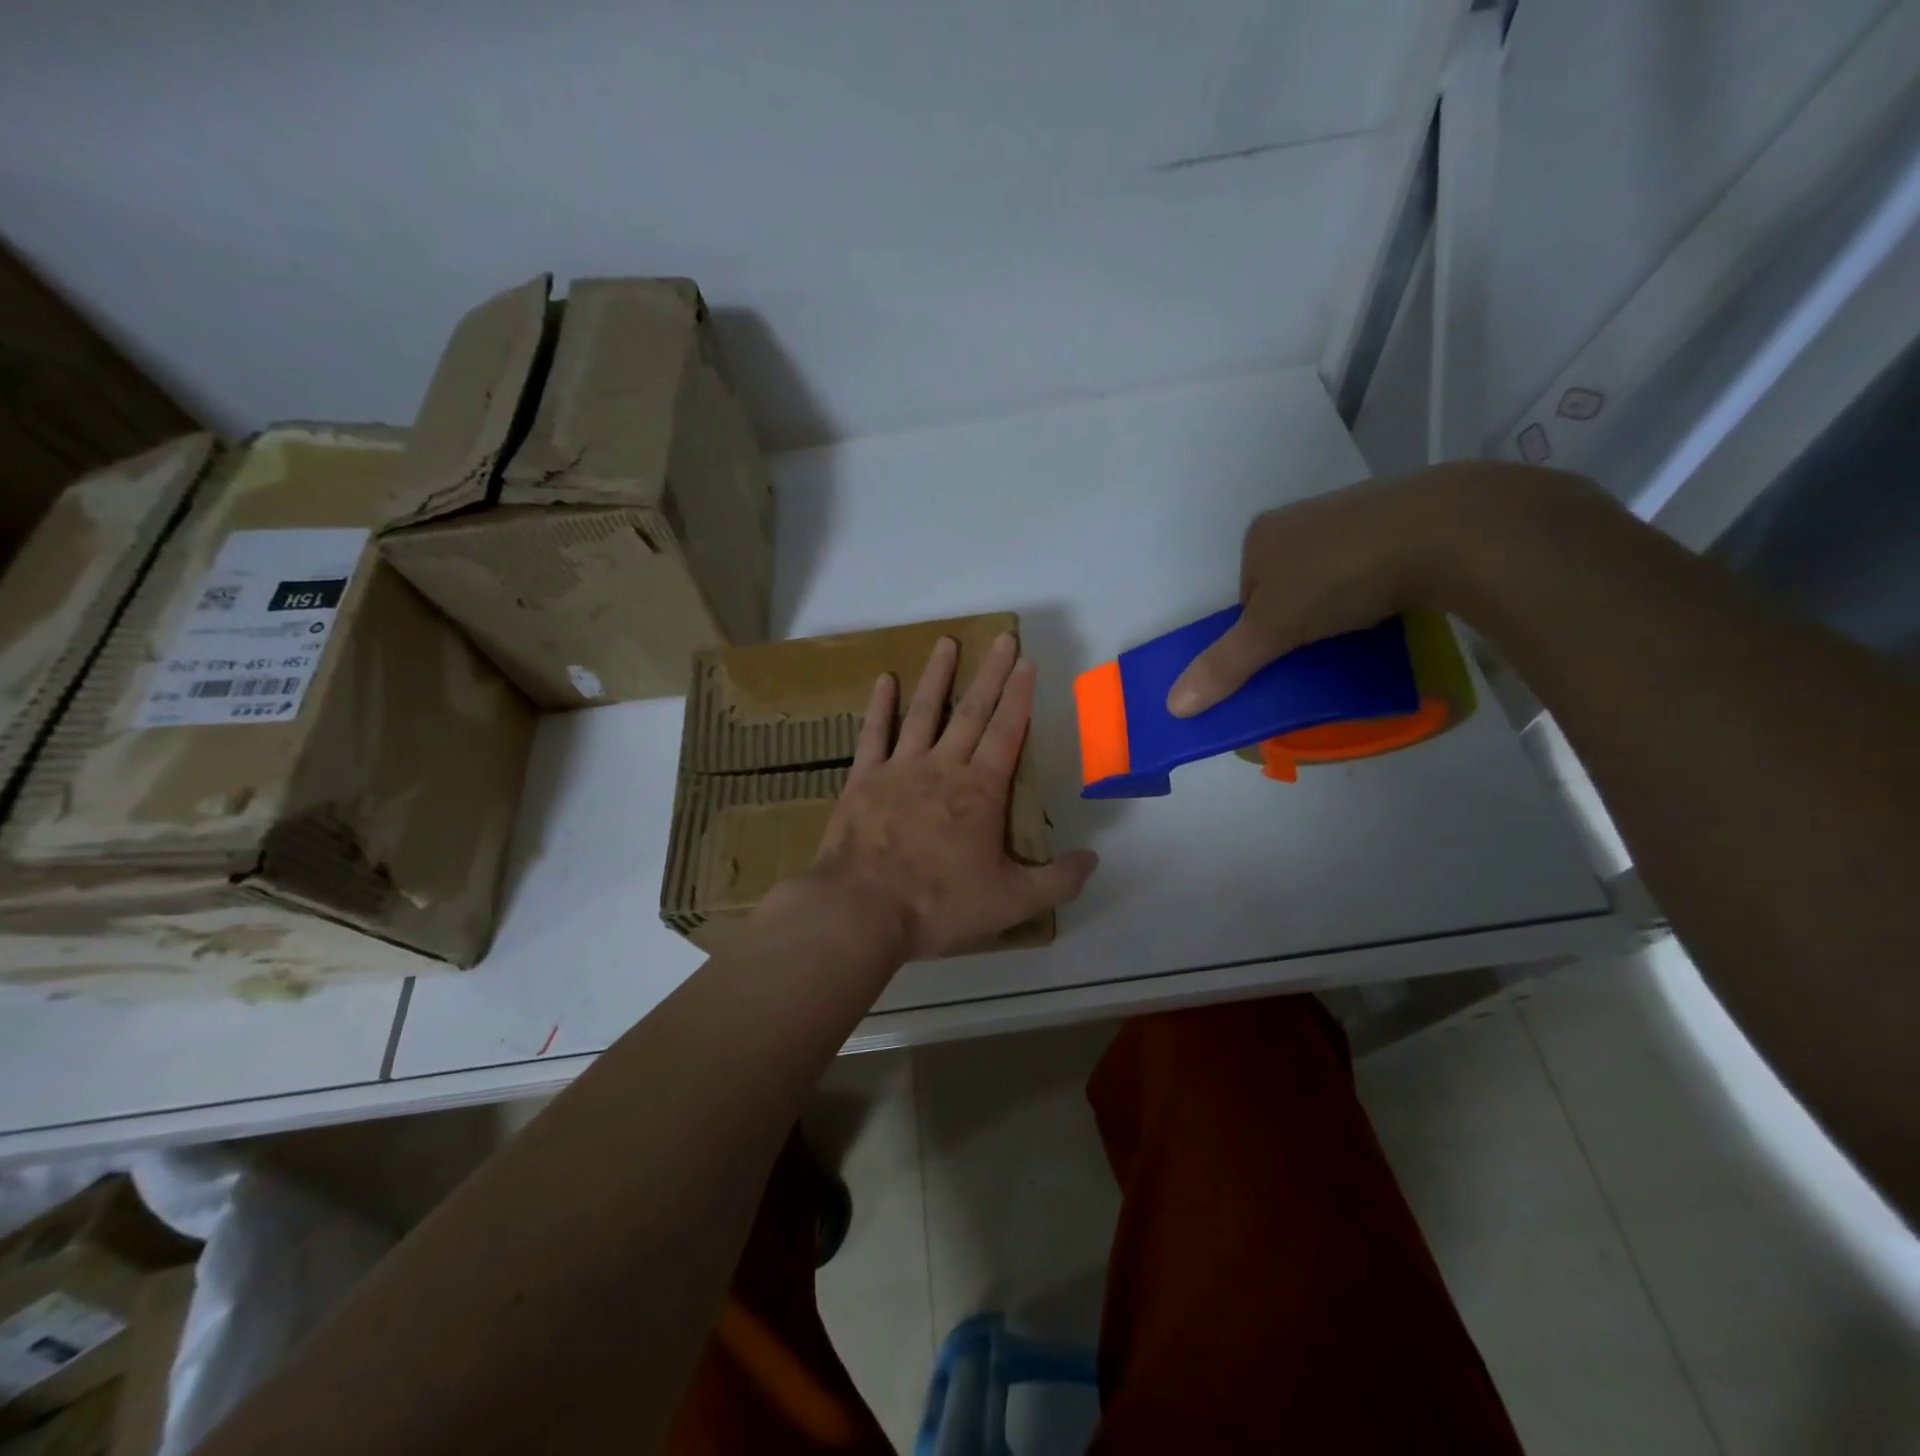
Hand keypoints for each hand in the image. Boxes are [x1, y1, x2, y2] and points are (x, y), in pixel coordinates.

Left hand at [800, 632, 1098, 960]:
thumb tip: (1094, 859)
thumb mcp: (1011, 902)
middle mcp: (943, 767)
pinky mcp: (862, 779)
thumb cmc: (939, 904)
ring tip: (947, 642)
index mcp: (980, 790)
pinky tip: (885, 680)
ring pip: (924, 712)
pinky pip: (873, 734)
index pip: (1007, 731)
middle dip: (991, 673)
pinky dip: (880, 706)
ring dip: (938, 676)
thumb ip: (1057, 880)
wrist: (862, 910)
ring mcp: (899, 768)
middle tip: (1002, 637)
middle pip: (973, 711)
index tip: (1026, 661)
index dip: (1020, 695)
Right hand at [1165, 461, 1595, 716]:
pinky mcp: (1401, 519)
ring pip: (1329, 575)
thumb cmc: (1340, 574)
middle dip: (1299, 620)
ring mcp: (1353, 514)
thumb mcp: (1273, 628)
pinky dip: (1374, 588)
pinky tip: (1391, 604)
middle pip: (1285, 587)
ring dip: (1337, 606)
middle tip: (1320, 648)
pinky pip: (1371, 563)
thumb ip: (1225, 665)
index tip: (1284, 653)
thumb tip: (1173, 705)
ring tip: (1359, 629)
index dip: (1259, 632)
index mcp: (1262, 536)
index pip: (1245, 597)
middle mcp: (1301, 518)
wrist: (1447, 528)